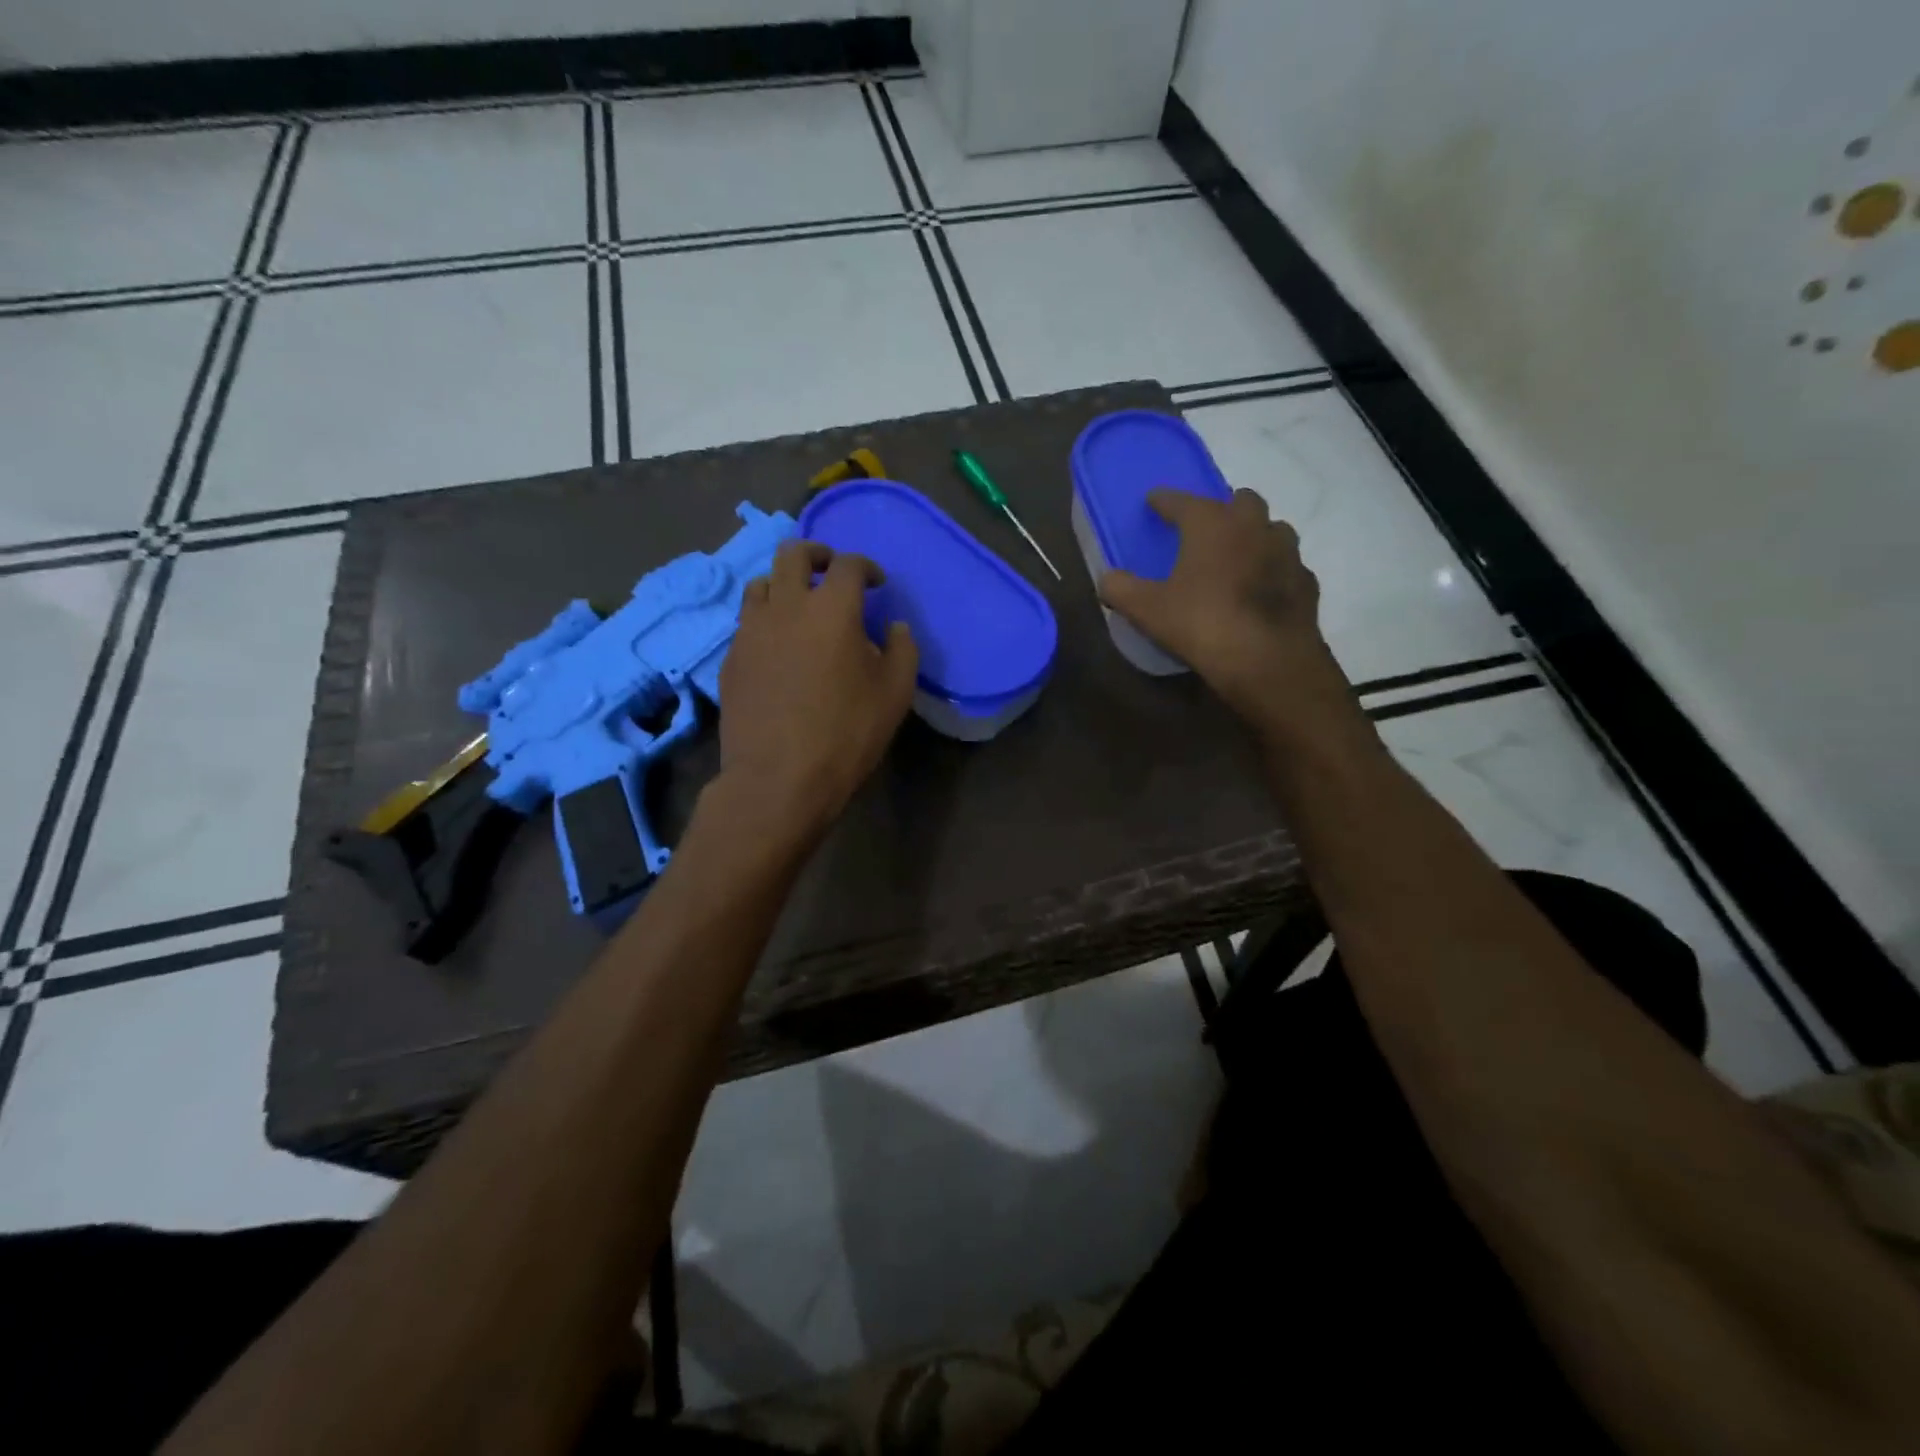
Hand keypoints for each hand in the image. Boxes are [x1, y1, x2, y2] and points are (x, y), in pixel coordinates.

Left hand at [718, 541, 918, 839]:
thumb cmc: (846, 733)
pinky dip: (766, 620)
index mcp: (832, 608)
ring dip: (784, 584)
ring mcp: (751, 630)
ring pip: (761, 583)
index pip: (848, 565)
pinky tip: (778, 648)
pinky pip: (747, 622)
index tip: (876, 583)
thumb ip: (902, 650)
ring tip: (798, 607)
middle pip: (792, 553)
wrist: (779, 777)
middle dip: (816, 554)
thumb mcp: (895, 694)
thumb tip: (894, 627)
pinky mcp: (731, 658)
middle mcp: (786, 606)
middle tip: (830, 572)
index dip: (866, 567)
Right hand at [1099, 488, 1363, 745]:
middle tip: (1205, 527)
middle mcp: (1253, 527)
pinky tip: (1263, 589)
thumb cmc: (1202, 624)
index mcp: (1212, 525)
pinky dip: (1274, 570)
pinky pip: (1289, 566)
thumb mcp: (1148, 611)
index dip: (1165, 500)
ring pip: (1273, 529)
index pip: (1183, 500)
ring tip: (1238, 555)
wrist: (1268, 662)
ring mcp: (1287, 553)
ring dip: (1255, 535)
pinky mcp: (1306, 583)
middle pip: (1241, 501)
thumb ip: (1121, 589)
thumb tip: (1107, 579)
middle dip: (1223, 508)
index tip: (1154, 500)